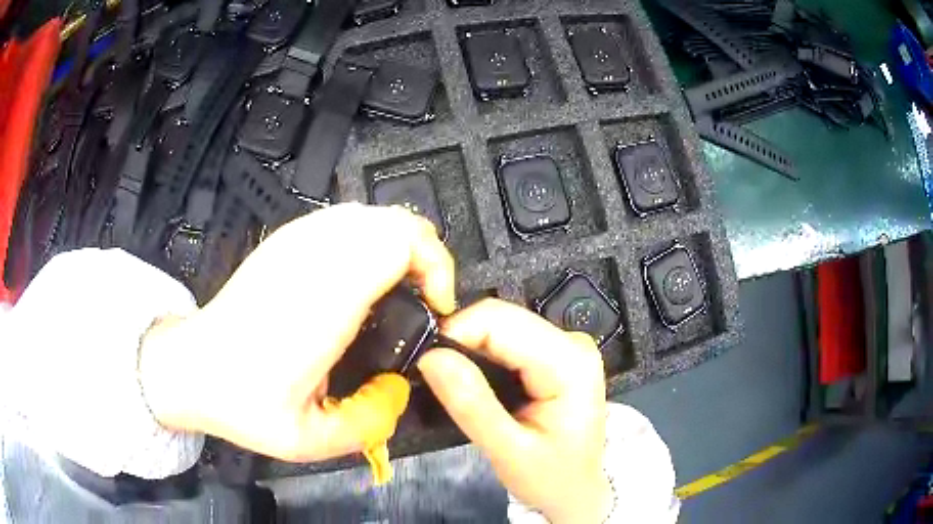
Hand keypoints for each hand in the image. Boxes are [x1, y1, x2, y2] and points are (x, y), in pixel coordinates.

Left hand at [139, 203, 455, 462]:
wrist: (192, 368)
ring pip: (371, 214)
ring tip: (399, 290)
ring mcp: (295, 242)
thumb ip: (371, 422)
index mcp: (323, 300)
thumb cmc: (244, 403)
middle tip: (425, 300)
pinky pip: (345, 220)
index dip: (435, 267)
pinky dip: (370, 240)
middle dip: (426, 256)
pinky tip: (362, 278)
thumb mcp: (311, 440)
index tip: (437, 307)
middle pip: (394, 220)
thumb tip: (401, 387)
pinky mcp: (284, 241)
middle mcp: (312, 258)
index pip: (400, 242)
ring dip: (399, 246)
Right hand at [418, 299, 612, 523]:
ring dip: (470, 347)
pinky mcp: (556, 353)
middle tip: (433, 375)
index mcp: (569, 362)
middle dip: (461, 340)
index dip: (455, 332)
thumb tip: (431, 357)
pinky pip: (509, 338)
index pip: (499, 320)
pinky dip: (484, 353)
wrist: (578, 490)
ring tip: (451, 381)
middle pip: (501, 318)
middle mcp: (572, 342)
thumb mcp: (508, 452)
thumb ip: (471, 404)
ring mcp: (566, 345)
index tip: (425, 361)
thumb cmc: (552, 478)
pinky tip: (475, 379)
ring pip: (501, 325)